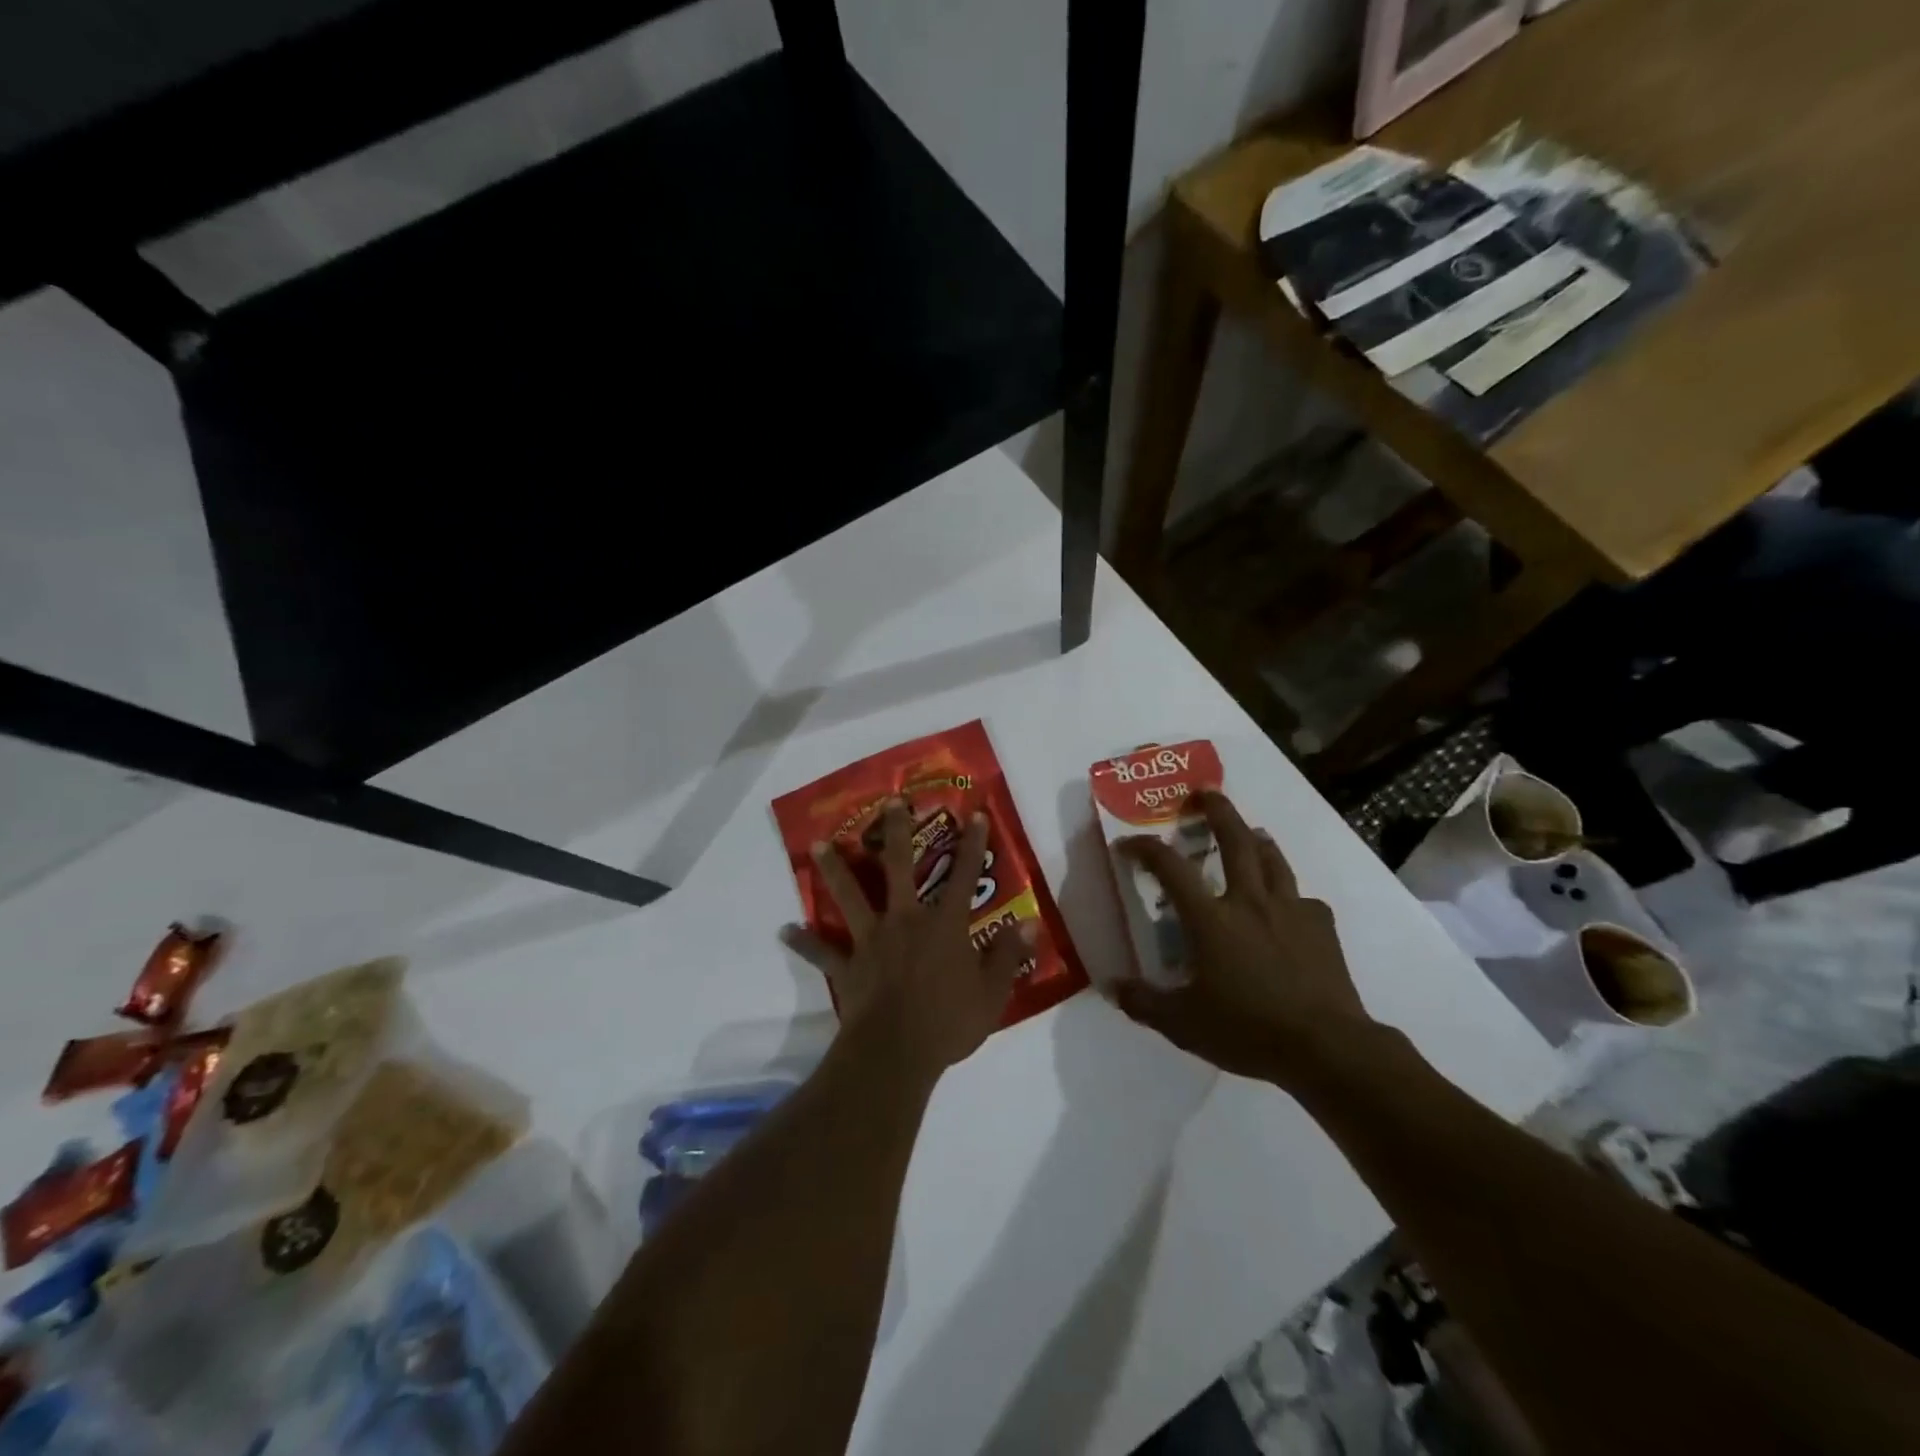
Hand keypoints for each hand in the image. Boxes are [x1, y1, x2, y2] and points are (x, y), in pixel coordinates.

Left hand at [784, 800, 1032, 1083]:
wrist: (896, 1054)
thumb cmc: (949, 1023)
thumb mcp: (993, 993)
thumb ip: (1009, 955)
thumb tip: (1029, 924)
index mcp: (944, 925)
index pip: (964, 876)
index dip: (973, 845)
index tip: (975, 814)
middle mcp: (905, 920)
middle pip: (899, 866)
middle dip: (896, 831)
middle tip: (889, 802)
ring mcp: (872, 940)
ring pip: (850, 895)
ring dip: (835, 869)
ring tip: (818, 844)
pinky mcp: (848, 966)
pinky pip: (822, 952)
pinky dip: (803, 942)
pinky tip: (784, 930)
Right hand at [1114, 790, 1374, 1083]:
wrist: (1326, 1047)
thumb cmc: (1249, 1030)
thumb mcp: (1184, 1024)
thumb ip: (1144, 1002)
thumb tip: (1112, 988)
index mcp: (1211, 919)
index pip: (1170, 868)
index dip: (1145, 848)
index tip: (1128, 843)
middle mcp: (1249, 902)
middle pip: (1234, 840)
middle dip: (1217, 811)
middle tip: (1205, 793)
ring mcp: (1290, 910)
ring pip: (1272, 858)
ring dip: (1256, 839)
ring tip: (1250, 832)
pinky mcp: (1321, 926)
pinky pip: (1303, 898)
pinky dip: (1289, 893)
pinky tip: (1287, 906)